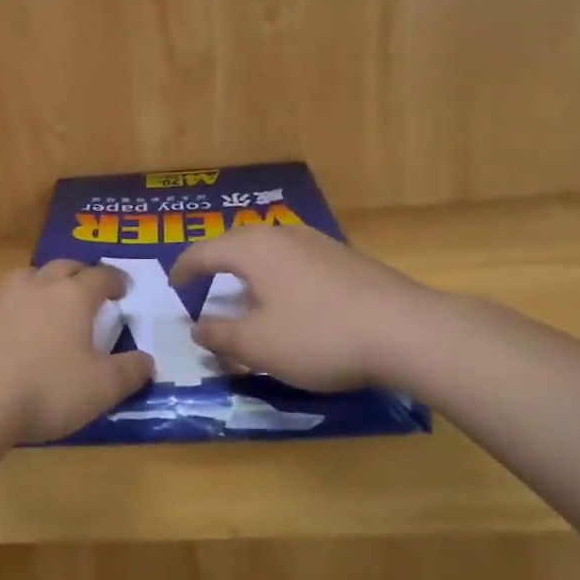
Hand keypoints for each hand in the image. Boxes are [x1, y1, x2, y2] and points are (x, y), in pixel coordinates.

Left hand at [0, 261, 154, 445]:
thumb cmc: (46, 389)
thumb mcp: (101, 388)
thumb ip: (129, 372)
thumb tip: (147, 360)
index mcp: (72, 296)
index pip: (100, 276)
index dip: (115, 280)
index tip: (122, 289)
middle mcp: (36, 286)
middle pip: (62, 267)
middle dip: (79, 274)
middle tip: (88, 288)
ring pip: (27, 278)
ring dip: (43, 285)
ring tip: (48, 304)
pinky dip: (13, 310)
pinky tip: (11, 333)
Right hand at [171, 224, 435, 391]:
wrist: (406, 331)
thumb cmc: (318, 336)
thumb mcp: (258, 345)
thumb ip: (219, 335)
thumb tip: (197, 327)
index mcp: (252, 249)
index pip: (203, 252)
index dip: (183, 270)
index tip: (173, 286)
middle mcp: (281, 234)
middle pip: (235, 244)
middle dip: (215, 266)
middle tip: (204, 289)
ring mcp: (317, 242)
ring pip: (268, 251)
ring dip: (249, 272)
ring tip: (244, 296)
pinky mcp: (345, 258)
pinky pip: (295, 261)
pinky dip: (278, 277)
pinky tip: (289, 302)